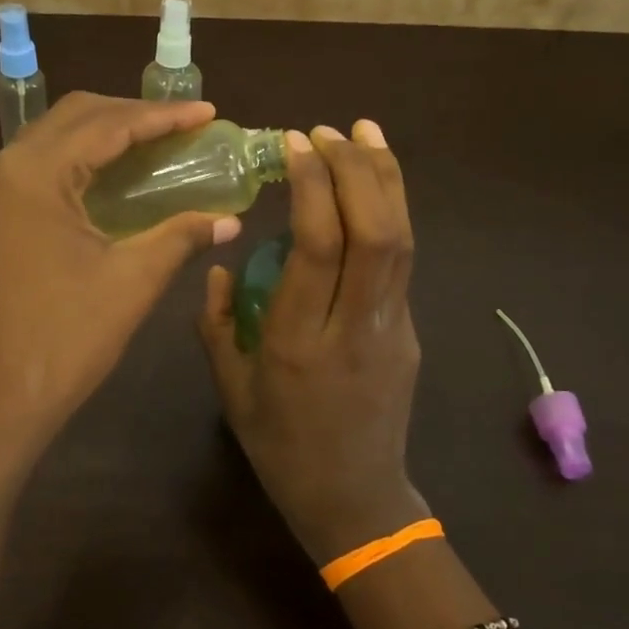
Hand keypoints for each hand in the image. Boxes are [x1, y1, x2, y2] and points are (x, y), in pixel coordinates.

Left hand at [0, 92, 240, 462]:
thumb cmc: (63, 341)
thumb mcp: (131, 282)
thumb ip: (180, 237)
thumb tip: (229, 220)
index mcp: (31, 174)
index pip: (105, 124)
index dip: (161, 116)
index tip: (208, 114)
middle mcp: (1, 169)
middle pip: (73, 118)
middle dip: (131, 116)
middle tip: (183, 128)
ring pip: (52, 141)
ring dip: (104, 136)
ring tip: (156, 146)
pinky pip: (38, 171)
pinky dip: (80, 164)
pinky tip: (113, 181)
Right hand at [198, 120, 428, 564]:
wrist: (354, 498)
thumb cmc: (281, 447)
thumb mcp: (230, 390)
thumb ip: (217, 323)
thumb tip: (218, 265)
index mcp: (299, 343)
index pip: (319, 247)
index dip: (313, 187)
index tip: (296, 145)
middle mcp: (354, 327)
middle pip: (375, 232)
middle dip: (356, 169)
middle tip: (329, 130)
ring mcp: (393, 329)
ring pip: (402, 240)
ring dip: (385, 179)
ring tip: (364, 132)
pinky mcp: (410, 333)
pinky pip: (403, 261)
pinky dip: (393, 212)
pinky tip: (376, 186)